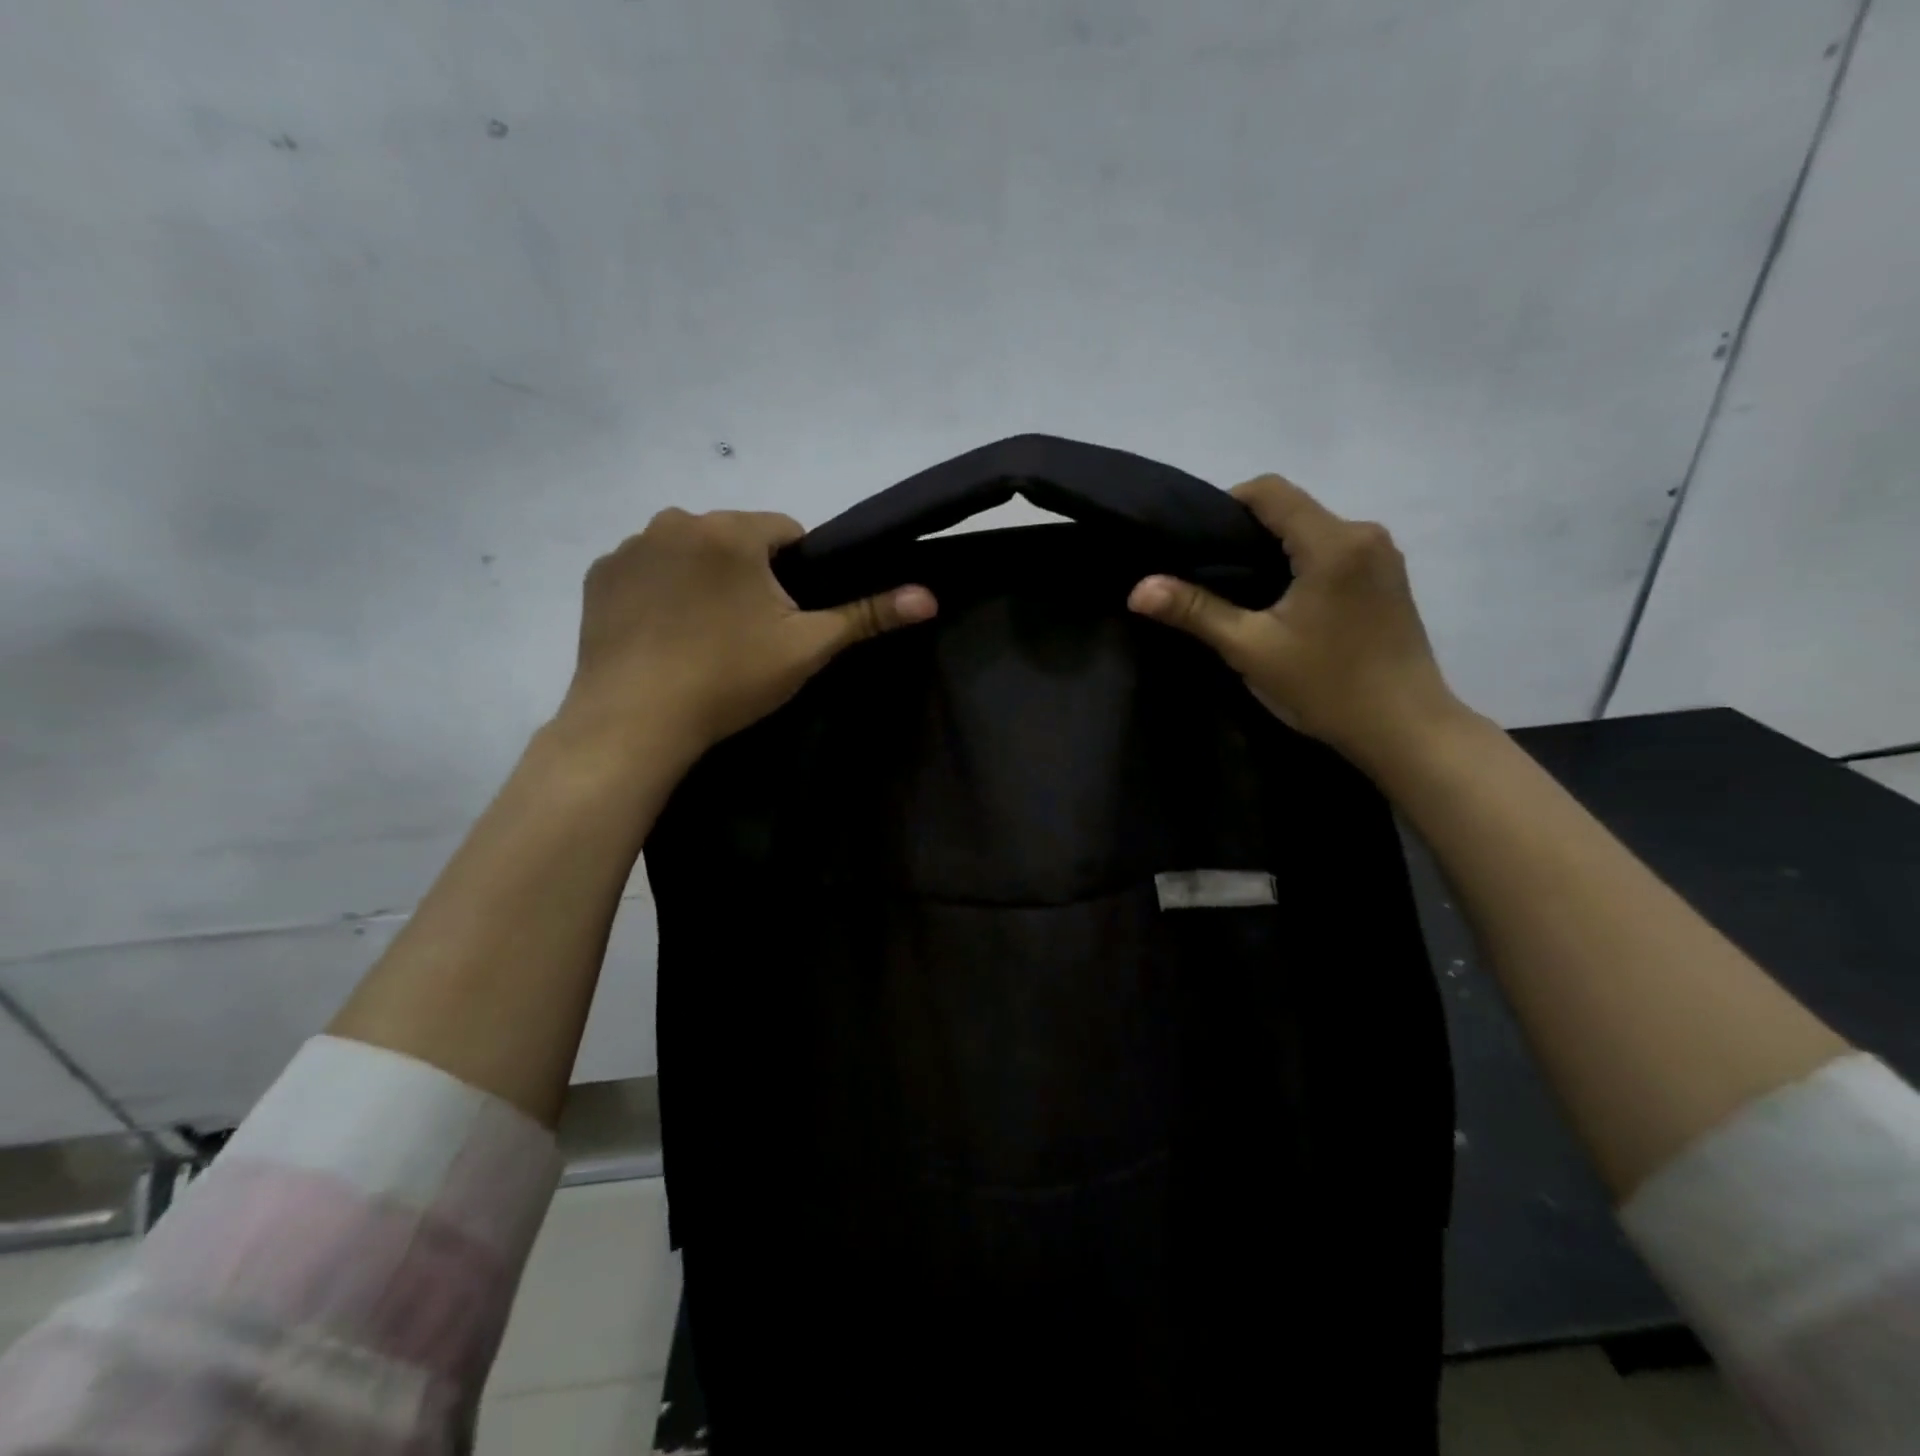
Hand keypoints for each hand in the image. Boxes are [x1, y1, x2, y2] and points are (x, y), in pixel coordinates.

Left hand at [554, 508, 935, 767]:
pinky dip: (661, 592)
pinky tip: (664, 636)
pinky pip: (648, 571)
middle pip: (736, 540)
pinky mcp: (598, 575)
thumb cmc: (729, 679)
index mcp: (731, 531)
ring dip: (705, 580)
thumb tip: (929, 596)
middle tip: (749, 634)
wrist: (635, 721)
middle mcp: (676, 521)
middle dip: (749, 575)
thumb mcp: (807, 648)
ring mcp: (630, 547)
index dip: (798, 573)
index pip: (786, 532)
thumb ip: (867, 615)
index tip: (789, 617)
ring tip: (704, 637)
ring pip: (690, 553)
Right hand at [1127, 474, 1466, 768]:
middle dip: (1246, 533)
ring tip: (1240, 592)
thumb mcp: (1250, 648)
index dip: (1225, 505)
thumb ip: (1194, 611)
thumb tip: (1138, 590)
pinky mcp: (1390, 580)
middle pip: (1292, 510)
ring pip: (1313, 532)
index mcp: (1333, 542)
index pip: (1269, 491)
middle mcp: (1365, 534)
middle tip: (1207, 573)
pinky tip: (1282, 604)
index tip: (1195, 543)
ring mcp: (1383, 557)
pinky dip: (1300, 565)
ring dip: (1274, 551)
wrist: (1406, 730)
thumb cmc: (1326, 686)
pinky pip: (1333, 552)